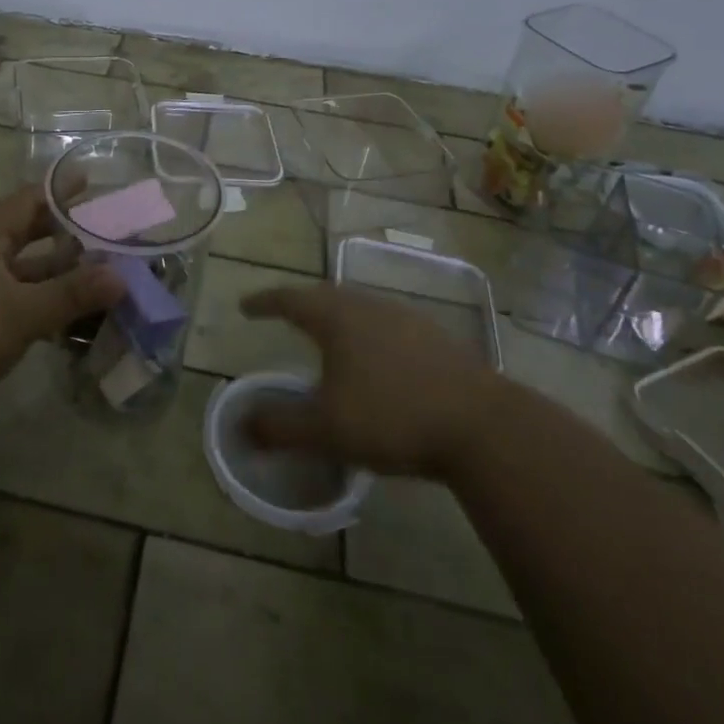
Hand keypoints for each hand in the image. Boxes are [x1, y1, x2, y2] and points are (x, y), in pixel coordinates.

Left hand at [0, 183, 123, 414]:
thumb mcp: (22, 314)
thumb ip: (71, 295)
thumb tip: (121, 277)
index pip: (27, 201)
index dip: (58, 190)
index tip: (87, 179)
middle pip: (20, 231)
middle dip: (58, 230)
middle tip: (96, 226)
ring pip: (13, 266)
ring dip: (47, 267)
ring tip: (85, 268)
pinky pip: (2, 291)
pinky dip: (30, 293)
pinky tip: (50, 310)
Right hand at [239, 284, 505, 476]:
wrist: (482, 426)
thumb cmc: (392, 417)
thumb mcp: (326, 429)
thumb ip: (279, 426)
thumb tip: (241, 425)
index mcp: (337, 317)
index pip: (290, 299)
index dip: (264, 302)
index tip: (245, 307)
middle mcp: (369, 306)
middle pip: (326, 295)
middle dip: (301, 304)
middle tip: (283, 315)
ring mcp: (407, 318)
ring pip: (360, 307)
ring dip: (337, 317)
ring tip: (327, 335)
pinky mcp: (436, 337)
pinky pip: (388, 324)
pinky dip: (368, 333)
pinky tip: (377, 358)